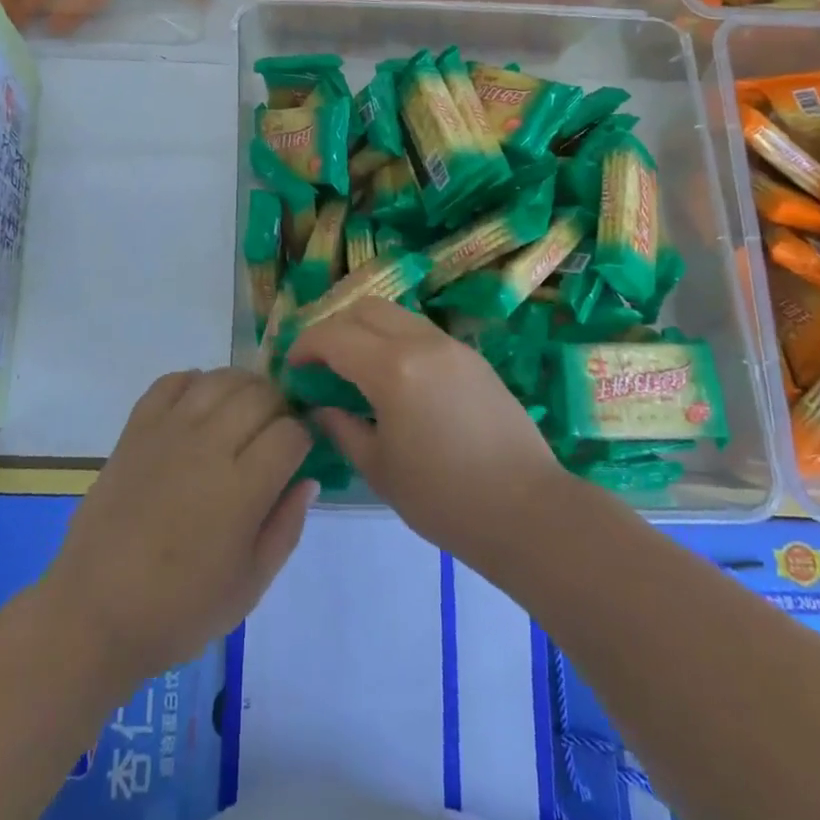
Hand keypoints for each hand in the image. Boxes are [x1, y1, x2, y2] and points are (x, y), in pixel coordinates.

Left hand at [43, 369, 314, 681]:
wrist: (95, 612)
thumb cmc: (180, 610)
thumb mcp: (251, 585)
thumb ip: (287, 527)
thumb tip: (307, 479)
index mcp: (242, 488)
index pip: (291, 433)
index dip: (304, 438)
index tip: (300, 453)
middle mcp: (209, 446)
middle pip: (260, 395)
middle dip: (279, 406)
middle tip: (276, 430)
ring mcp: (169, 431)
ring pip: (220, 379)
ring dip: (243, 387)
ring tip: (244, 411)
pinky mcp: (136, 428)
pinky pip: (172, 381)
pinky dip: (194, 382)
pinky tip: (201, 405)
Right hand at [289, 299, 567, 571]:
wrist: (527, 510)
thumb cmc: (444, 498)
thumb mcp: (379, 468)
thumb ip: (342, 428)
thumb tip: (321, 407)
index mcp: (392, 369)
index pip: (334, 336)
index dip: (305, 346)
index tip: (292, 367)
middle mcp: (421, 343)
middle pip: (365, 308)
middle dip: (335, 328)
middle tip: (322, 363)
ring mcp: (452, 346)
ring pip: (397, 315)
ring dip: (368, 330)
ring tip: (357, 368)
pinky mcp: (473, 358)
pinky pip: (422, 333)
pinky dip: (397, 341)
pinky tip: (396, 380)